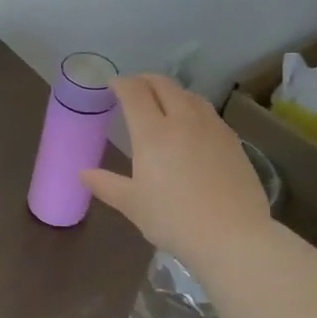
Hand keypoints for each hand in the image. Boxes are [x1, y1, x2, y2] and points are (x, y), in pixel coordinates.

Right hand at [81, 74, 273, 273]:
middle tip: (134, 89)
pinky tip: (191, 127)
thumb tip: (83, 173)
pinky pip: (208, 113)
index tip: (112, 86)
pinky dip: (192, 108)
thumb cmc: (174, 220)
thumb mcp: (133, 205)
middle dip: (145, 80)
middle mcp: (183, 120)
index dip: (121, 83)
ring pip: (189, 95)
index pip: (134, 92)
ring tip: (163, 103)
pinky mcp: (233, 141)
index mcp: (153, 133)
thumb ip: (106, 185)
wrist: (233, 236)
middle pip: (164, 85)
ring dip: (171, 91)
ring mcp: (212, 128)